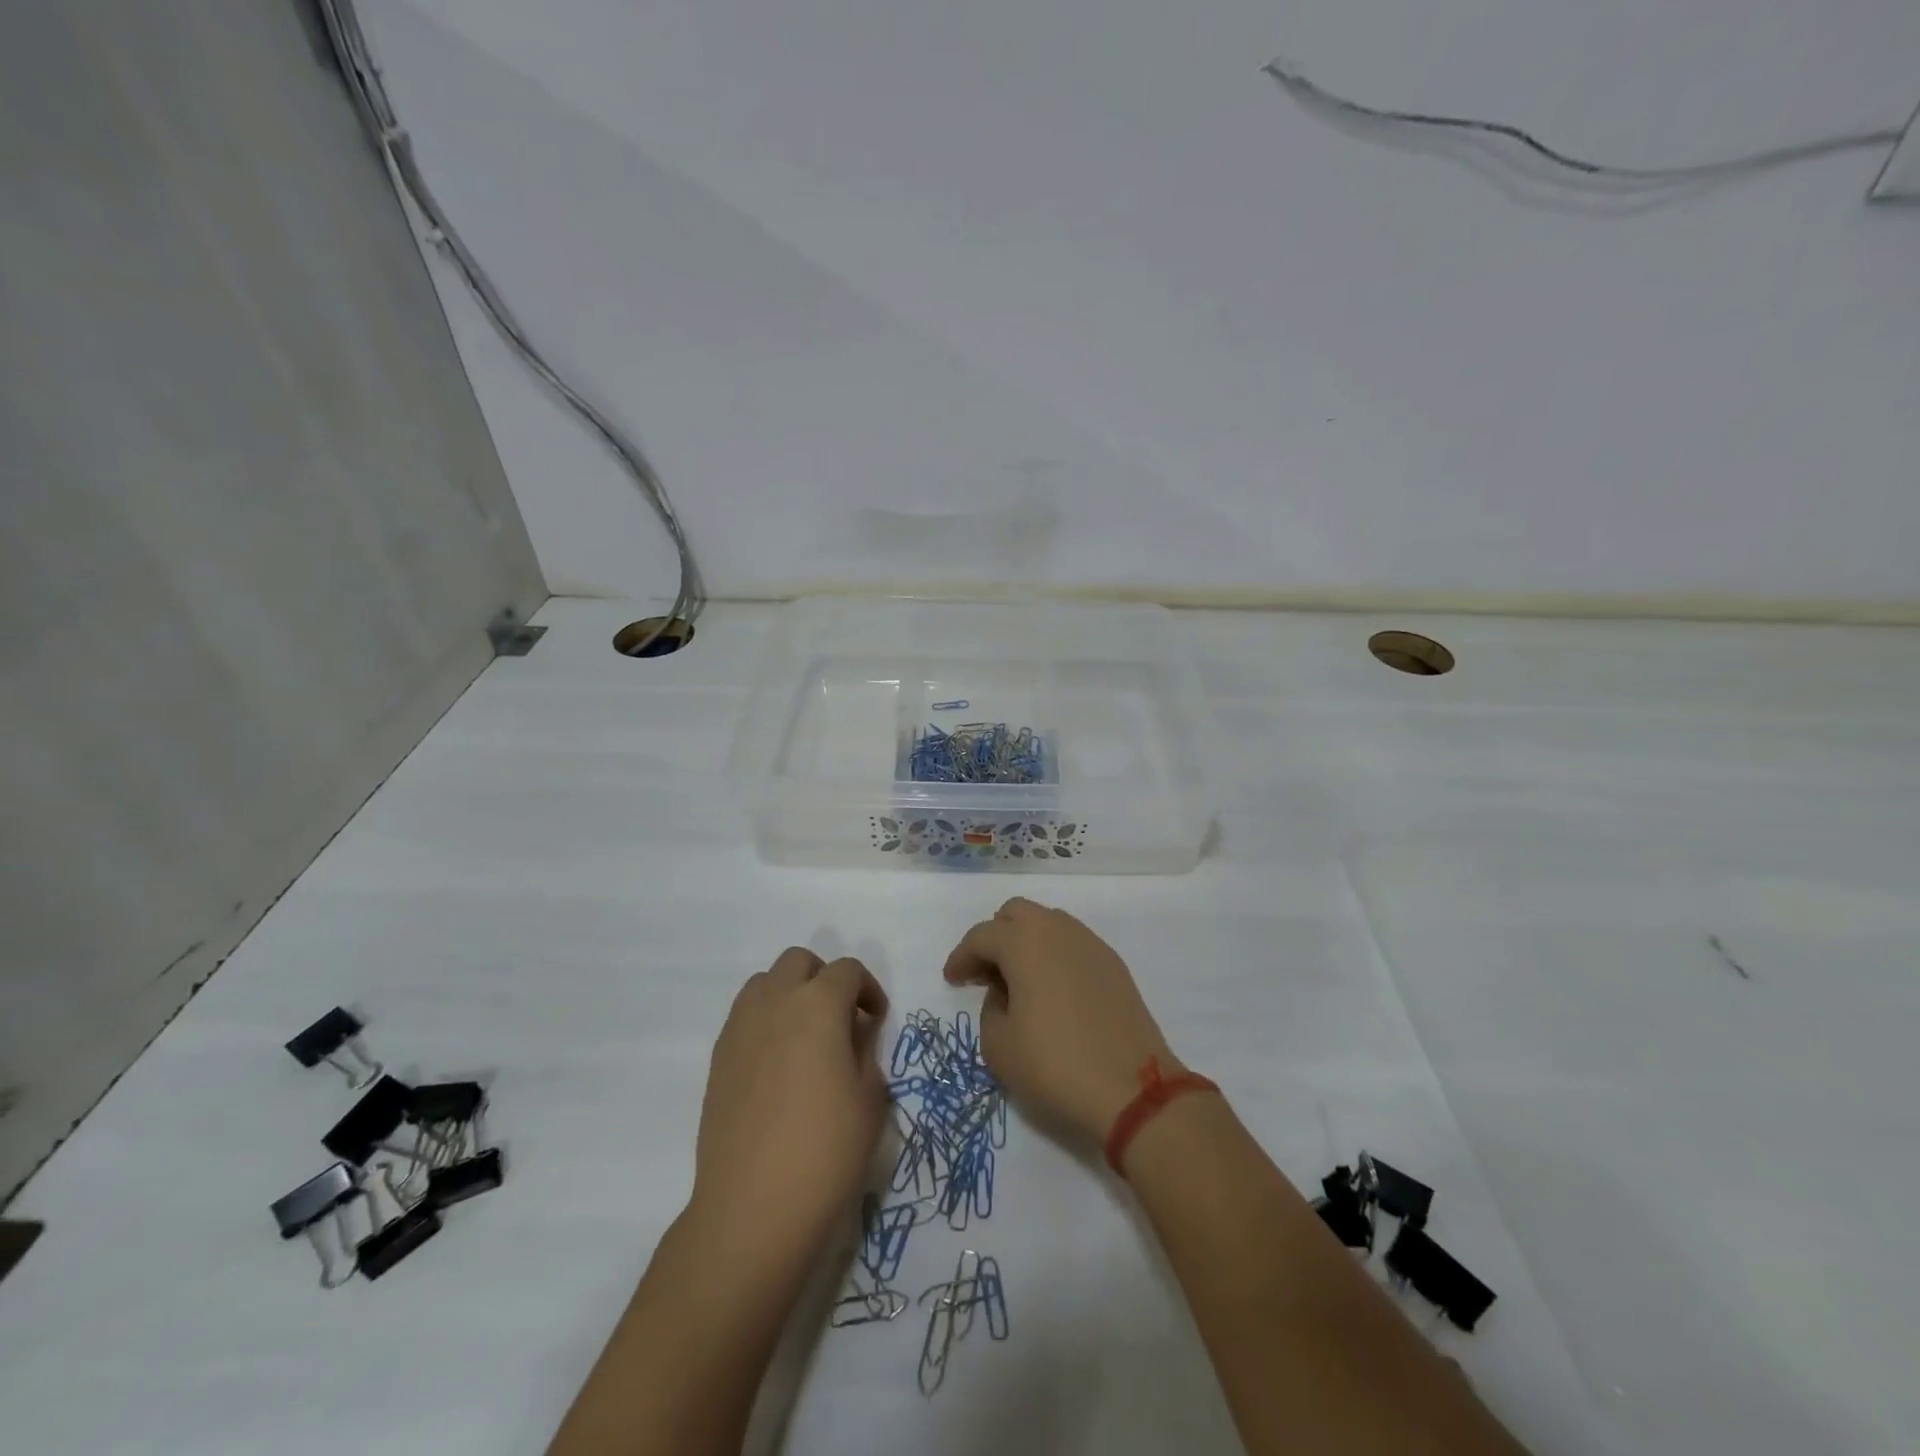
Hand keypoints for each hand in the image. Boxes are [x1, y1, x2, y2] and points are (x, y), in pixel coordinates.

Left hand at [689, 948, 889, 1266]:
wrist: (752, 1207)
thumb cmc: (825, 1151)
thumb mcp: (870, 1100)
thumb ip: (865, 1053)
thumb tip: (853, 1037)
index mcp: (819, 1005)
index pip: (847, 971)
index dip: (868, 989)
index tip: (876, 1020)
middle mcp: (776, 1002)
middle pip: (799, 962)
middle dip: (824, 978)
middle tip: (840, 1018)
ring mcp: (740, 1028)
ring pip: (765, 982)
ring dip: (789, 993)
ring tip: (805, 1035)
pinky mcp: (718, 1058)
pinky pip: (744, 1016)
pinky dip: (765, 1020)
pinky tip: (777, 1064)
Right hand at [942, 898, 1177, 1146]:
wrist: (1133, 1089)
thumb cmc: (1055, 1065)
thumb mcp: (999, 1046)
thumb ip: (990, 1008)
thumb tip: (1005, 993)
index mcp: (1024, 942)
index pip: (981, 936)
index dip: (961, 957)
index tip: (952, 980)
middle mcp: (1057, 930)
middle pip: (1016, 913)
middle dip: (995, 937)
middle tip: (985, 974)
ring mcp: (1090, 944)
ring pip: (1048, 924)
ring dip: (1026, 943)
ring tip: (1018, 982)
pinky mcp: (1113, 964)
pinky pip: (1072, 944)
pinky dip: (1053, 956)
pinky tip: (1052, 991)